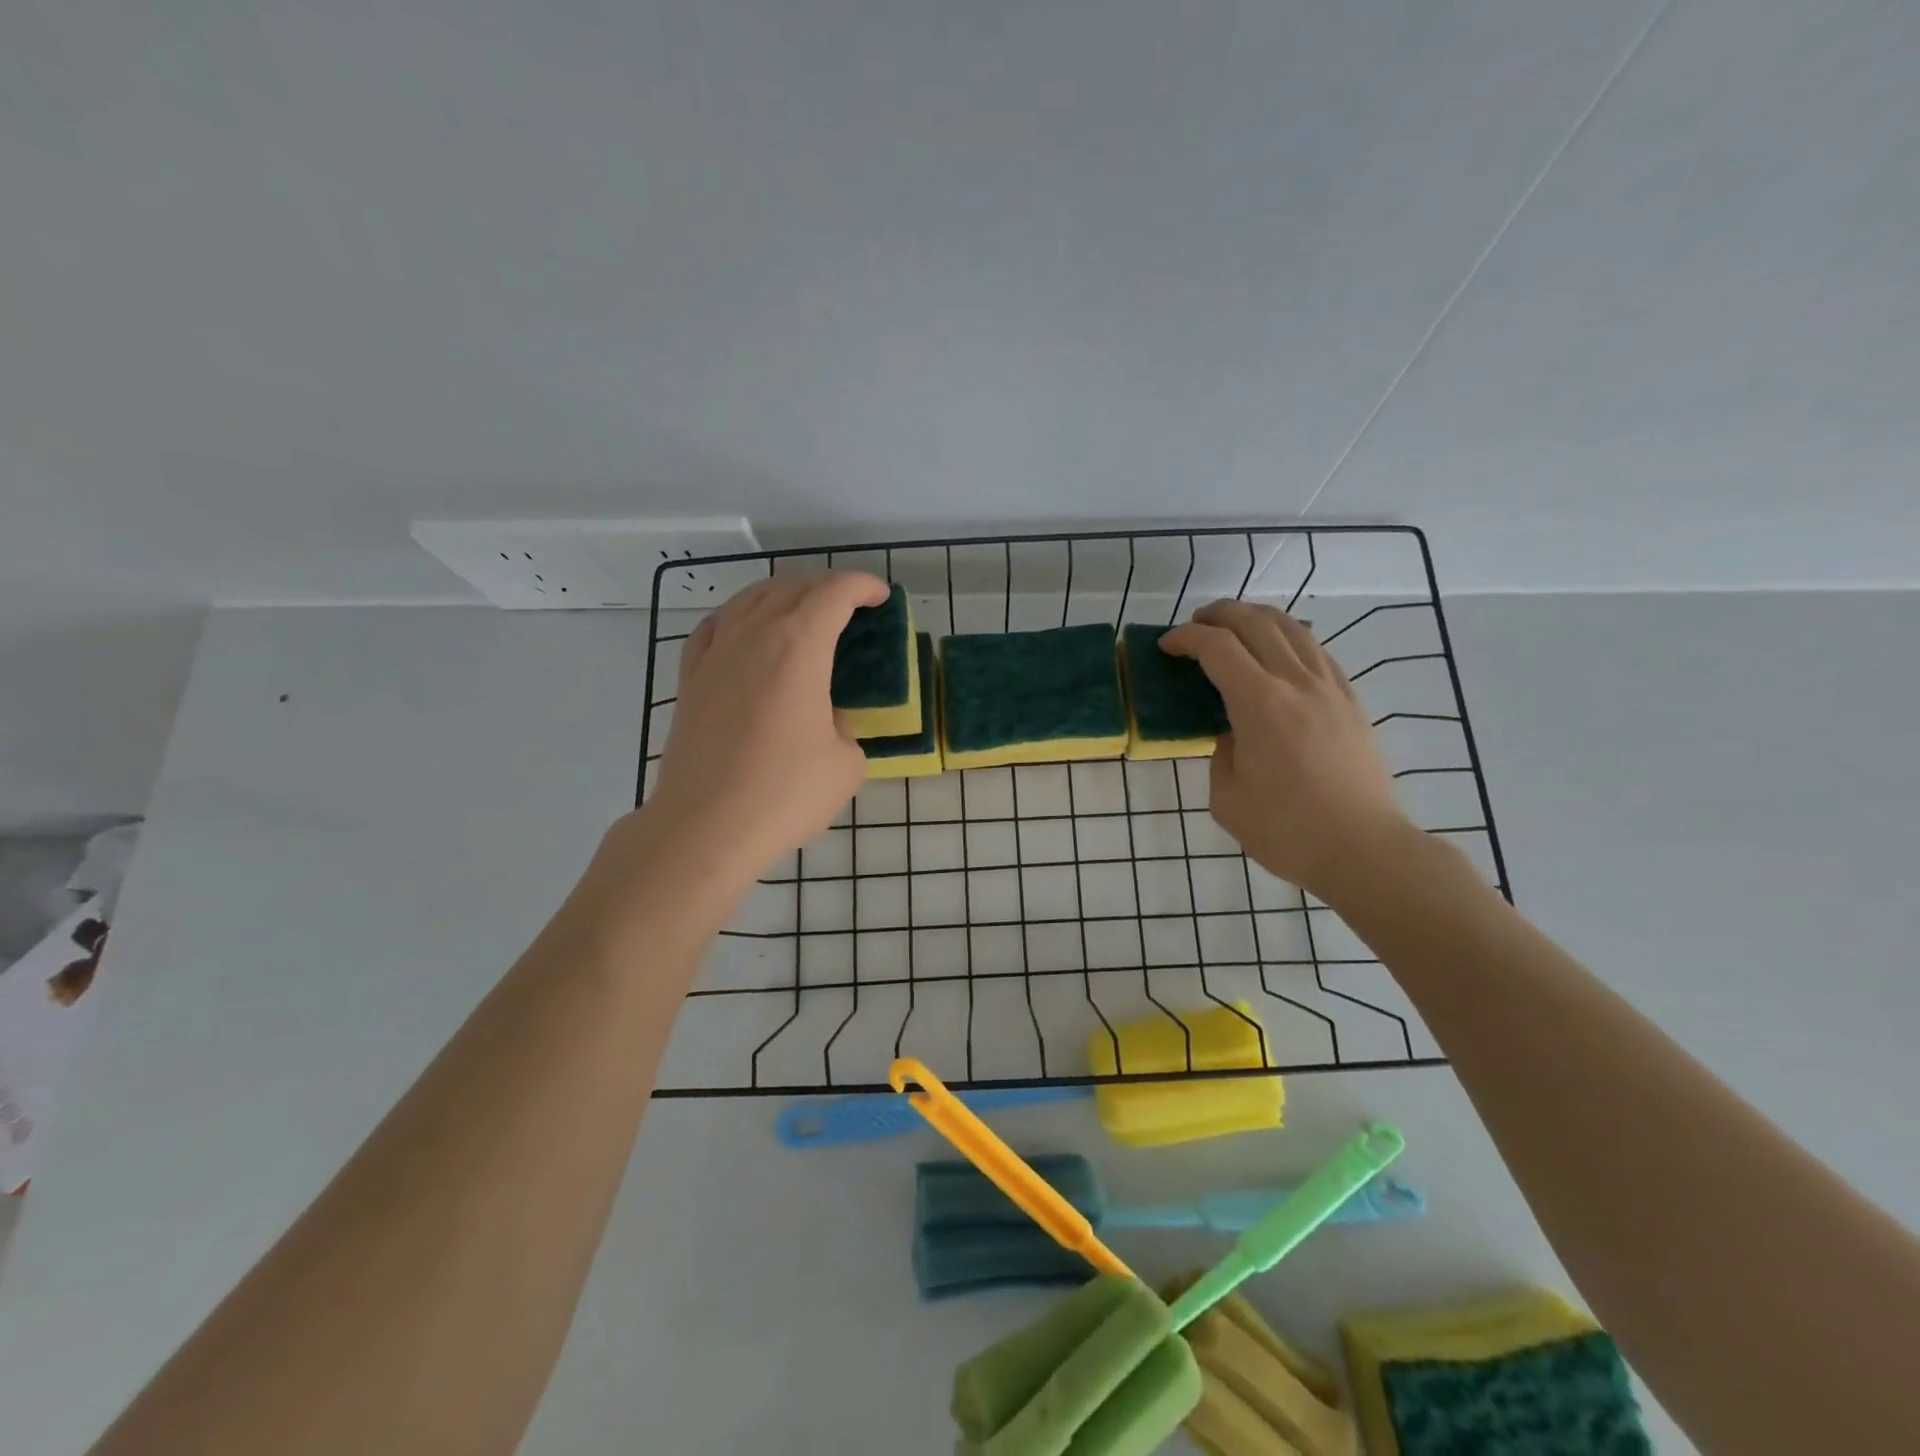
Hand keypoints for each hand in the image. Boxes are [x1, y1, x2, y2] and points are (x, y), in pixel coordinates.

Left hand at [641, 571, 888, 887]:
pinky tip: (744, 631)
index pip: (833, 593)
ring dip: (783, 594)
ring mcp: (715, 654)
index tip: (880, 596)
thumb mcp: (846, 763)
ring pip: (749, 599)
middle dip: (826, 587)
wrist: (705, 826)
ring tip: (802, 610)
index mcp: (798, 646)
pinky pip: (715, 627)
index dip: (862, 586)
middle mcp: (753, 635)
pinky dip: (739, 617)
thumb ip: (845, 728)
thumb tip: (827, 720)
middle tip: (850, 606)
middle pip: (791, 587)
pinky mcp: (690, 679)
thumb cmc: (784, 793)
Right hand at [1161, 600, 1412, 900]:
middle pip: (1256, 623)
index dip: (1186, 639)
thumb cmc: (1288, 831)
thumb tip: (1232, 733)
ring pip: (1292, 629)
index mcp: (1260, 704)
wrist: (1365, 849)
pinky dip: (1290, 638)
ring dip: (1257, 618)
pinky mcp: (1351, 701)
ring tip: (1234, 626)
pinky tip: (1279, 652)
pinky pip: (1317, 651)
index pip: (1217, 648)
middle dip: (1219, 615)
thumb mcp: (1227, 799)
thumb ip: (1221, 754)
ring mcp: (1330, 688)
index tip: (1166, 646)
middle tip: (1195, 626)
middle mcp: (1297, 683)